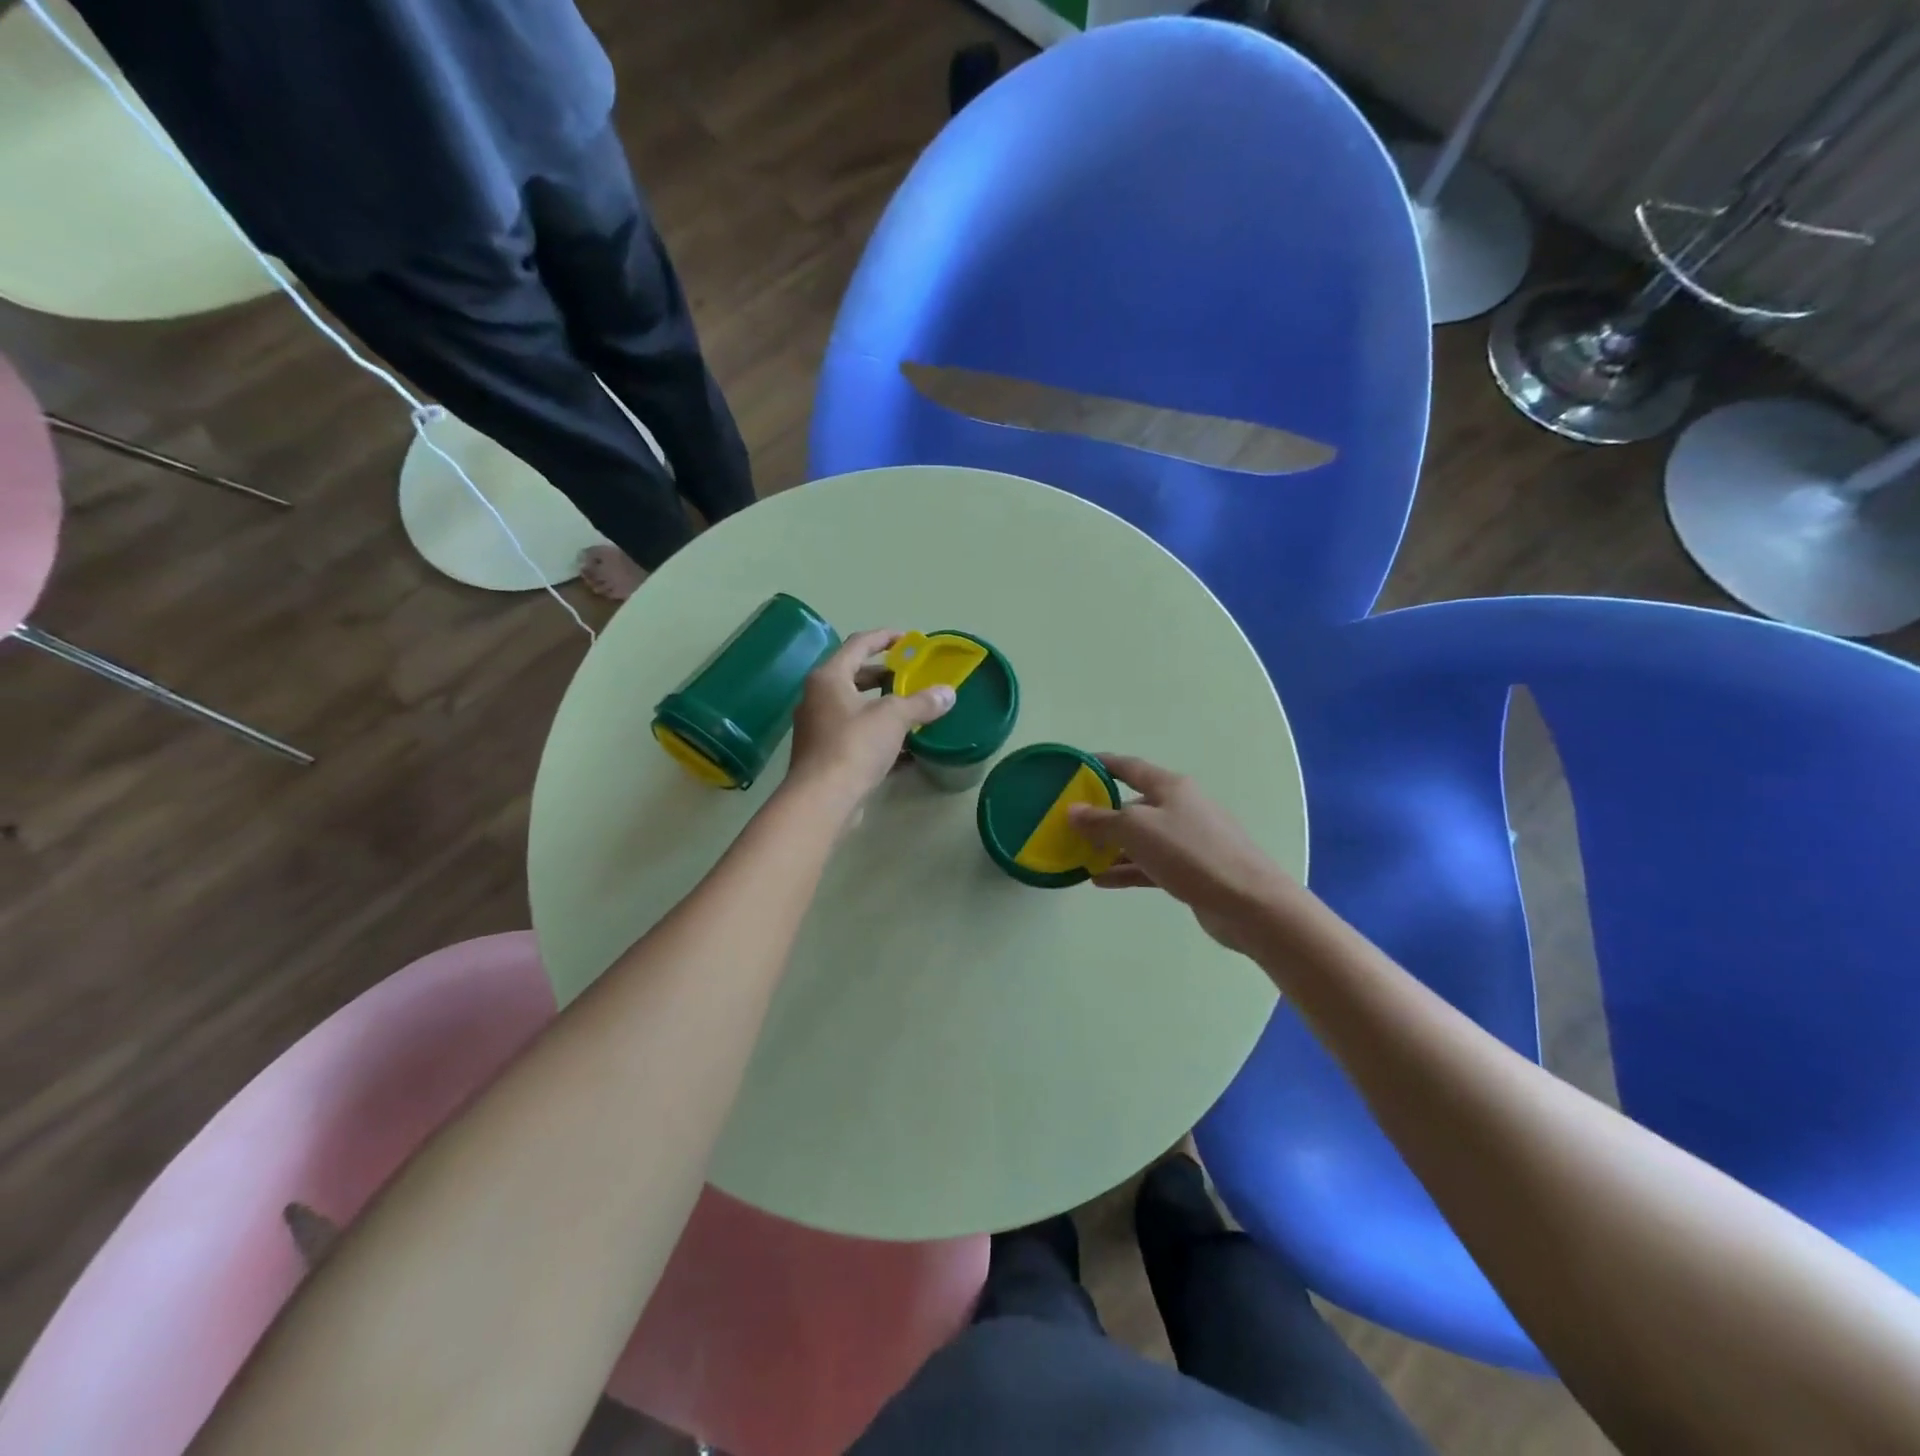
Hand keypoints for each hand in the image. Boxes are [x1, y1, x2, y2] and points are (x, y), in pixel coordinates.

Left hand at [786, 629, 954, 807]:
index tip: (910, 640)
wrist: (822, 800)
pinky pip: (856, 734)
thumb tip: (948, 693)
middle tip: (912, 676)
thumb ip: (921, 702)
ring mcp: (819, 727)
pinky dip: (878, 733)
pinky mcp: (825, 755)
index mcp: (829, 677)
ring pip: (855, 707)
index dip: (885, 637)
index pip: (858, 644)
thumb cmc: (854, 746)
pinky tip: (904, 747)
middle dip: (885, 674)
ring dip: (883, 706)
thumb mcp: (893, 718)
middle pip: (855, 675)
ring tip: (912, 709)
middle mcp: (818, 697)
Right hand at [1067, 755, 1296, 955]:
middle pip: (1134, 805)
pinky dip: (1127, 870)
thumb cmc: (1190, 853)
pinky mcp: (1192, 870)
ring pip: (1141, 839)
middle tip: (1070, 825)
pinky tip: (1102, 881)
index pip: (1130, 767)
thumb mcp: (1137, 830)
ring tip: (1079, 858)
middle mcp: (1180, 808)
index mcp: (1170, 787)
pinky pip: (1150, 865)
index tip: (1076, 767)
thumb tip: (1072, 811)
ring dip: (1111, 847)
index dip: (1102, 765)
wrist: (1248, 903)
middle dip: (1102, 815)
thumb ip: (1101, 821)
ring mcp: (1188, 840)